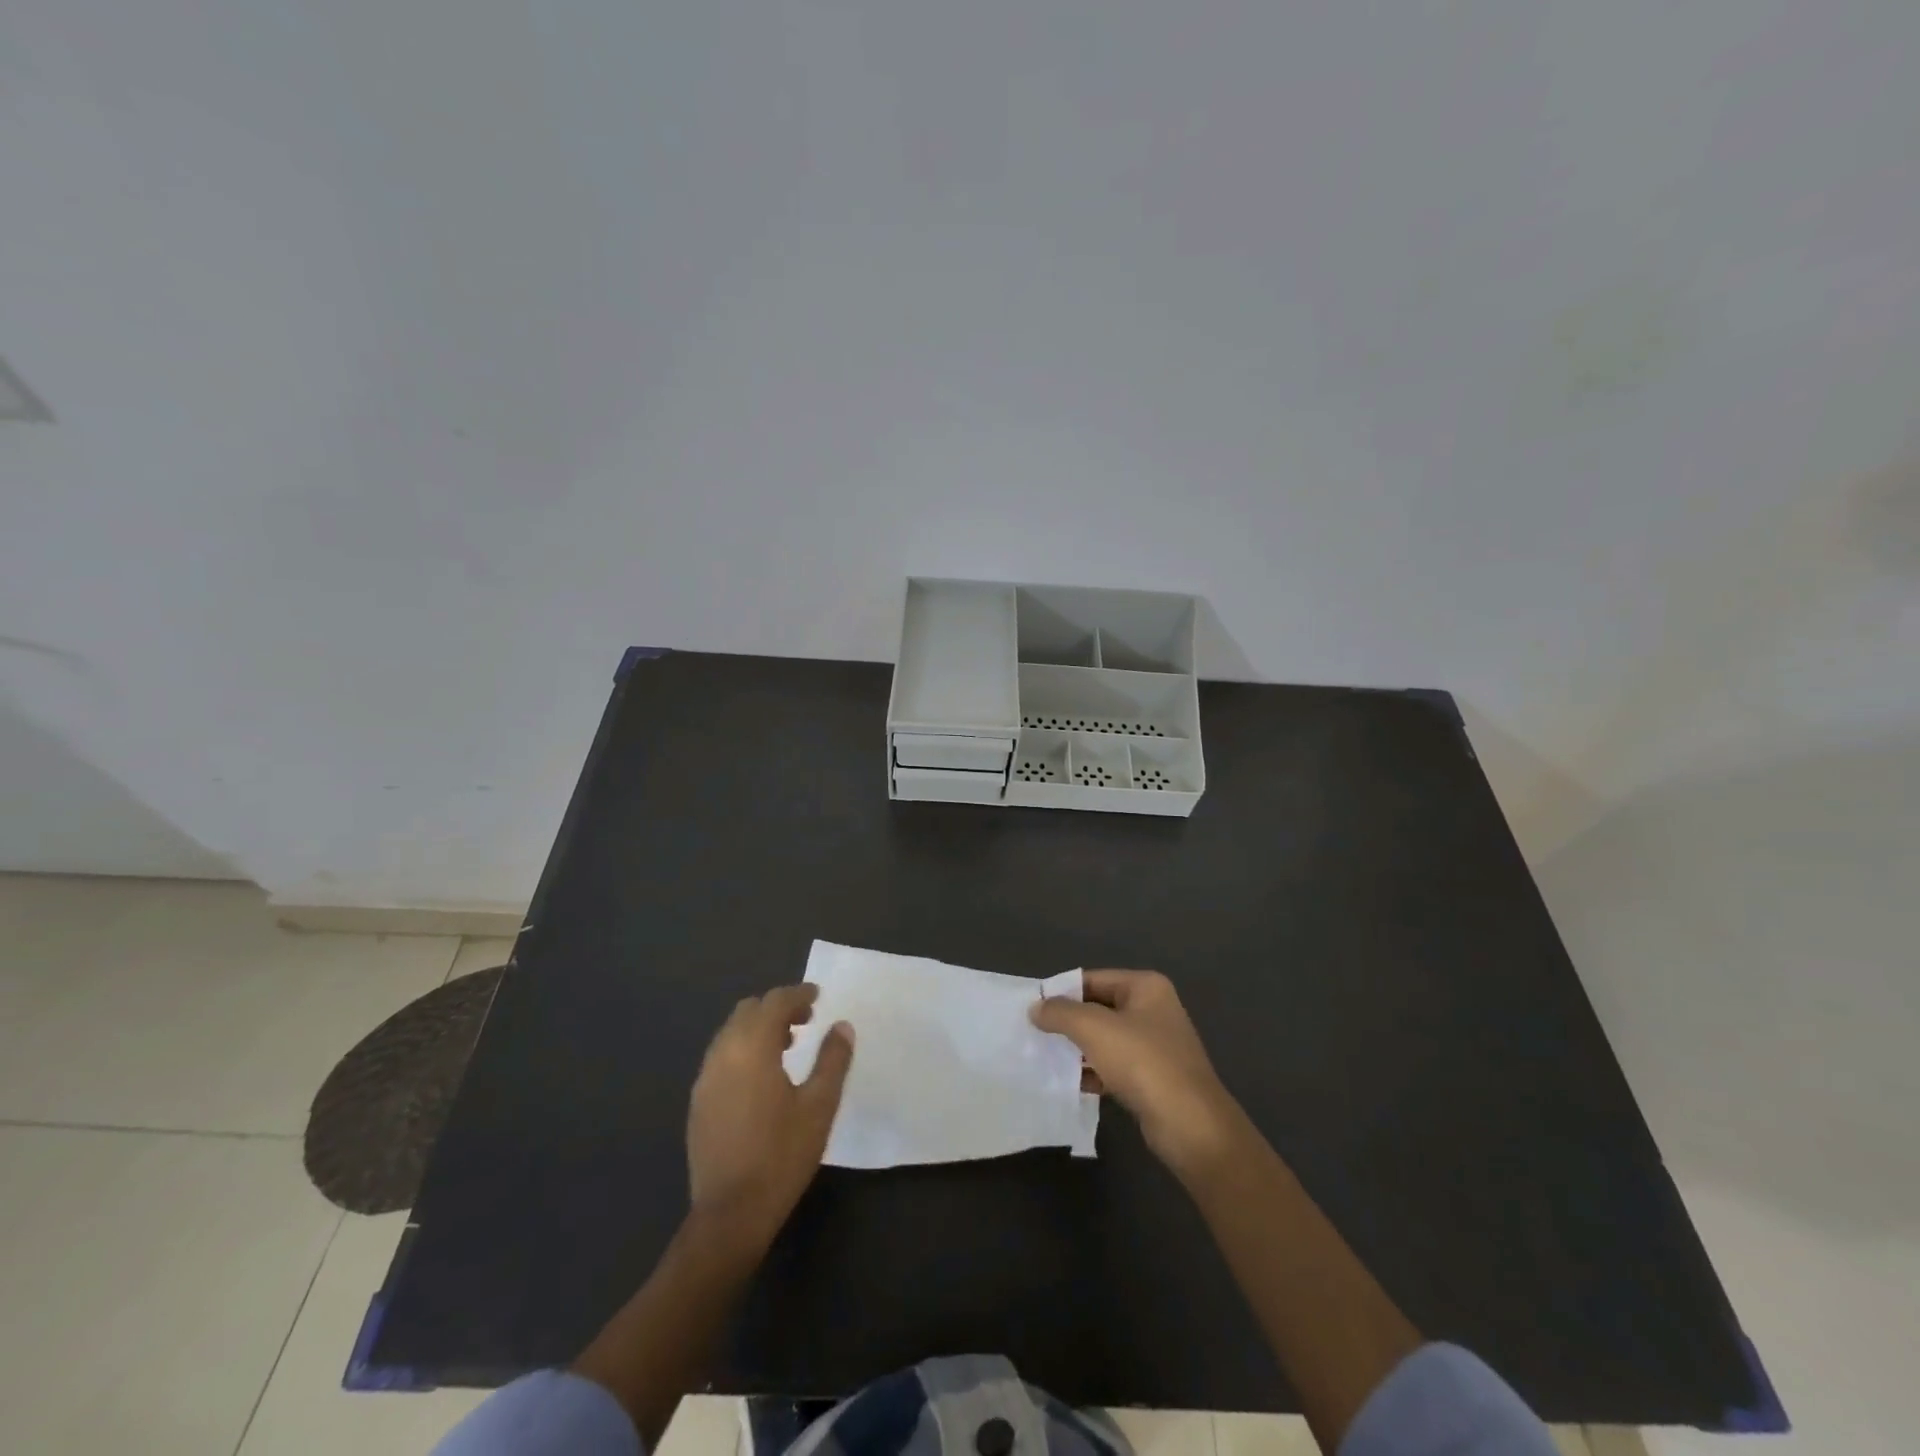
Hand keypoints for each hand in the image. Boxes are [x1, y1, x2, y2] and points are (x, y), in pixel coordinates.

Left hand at [687, 984, 853, 1243]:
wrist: (731, 1213)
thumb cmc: (782, 1155)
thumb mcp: (820, 1106)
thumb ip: (833, 1059)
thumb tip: (842, 1026)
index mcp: (752, 1047)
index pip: (774, 1002)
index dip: (798, 994)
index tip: (818, 996)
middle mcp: (723, 1053)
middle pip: (748, 1011)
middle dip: (777, 1008)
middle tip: (805, 1021)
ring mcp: (705, 1078)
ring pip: (731, 1033)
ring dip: (758, 1029)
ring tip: (787, 1047)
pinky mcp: (698, 1102)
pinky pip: (721, 1057)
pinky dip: (742, 1050)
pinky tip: (761, 1077)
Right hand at [1032, 969, 1239, 1175]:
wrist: (1190, 1125)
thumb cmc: (1143, 1062)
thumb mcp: (1094, 1029)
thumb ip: (1060, 1013)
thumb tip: (1036, 1007)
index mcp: (1145, 987)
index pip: (1093, 979)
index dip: (1062, 992)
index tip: (1032, 1008)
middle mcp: (1154, 1010)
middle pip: (1099, 1008)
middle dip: (1069, 1022)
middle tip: (1035, 1034)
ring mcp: (1157, 1045)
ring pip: (1106, 1039)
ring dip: (1079, 1049)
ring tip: (1046, 1058)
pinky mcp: (1155, 1078)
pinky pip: (1115, 1066)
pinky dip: (1094, 1072)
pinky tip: (1071, 1083)